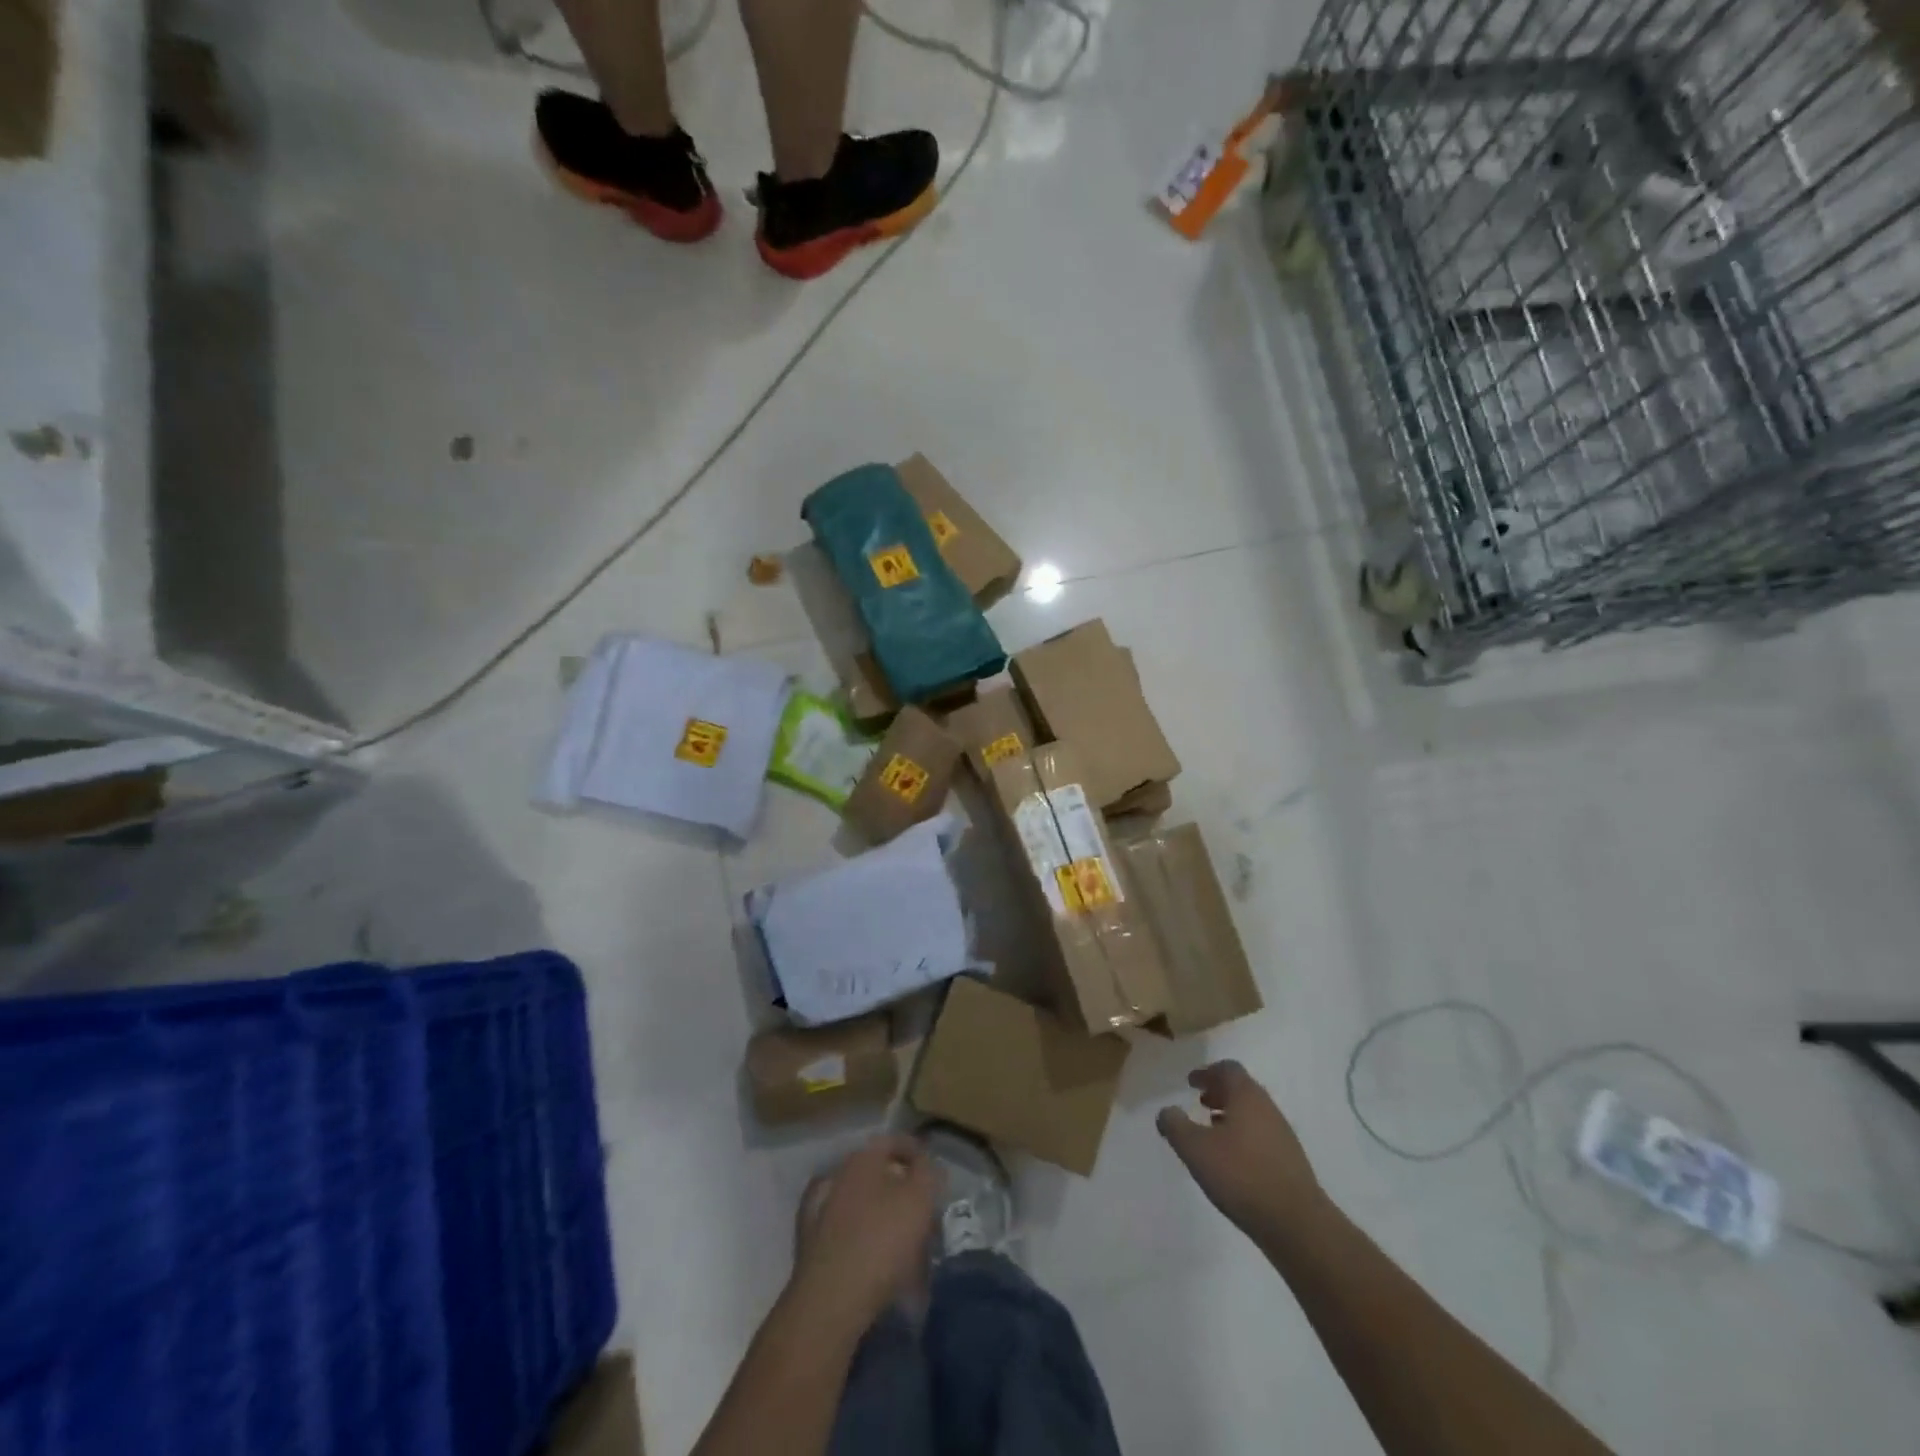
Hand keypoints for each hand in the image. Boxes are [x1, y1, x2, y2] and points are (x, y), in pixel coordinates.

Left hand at [788, 1133, 936, 1334]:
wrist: (830, 1299)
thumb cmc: (881, 1240)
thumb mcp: (919, 1199)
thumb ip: (929, 1173)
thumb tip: (928, 1164)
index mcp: (862, 1158)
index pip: (892, 1141)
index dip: (916, 1151)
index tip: (934, 1171)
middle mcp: (838, 1175)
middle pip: (876, 1172)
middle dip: (900, 1186)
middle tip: (922, 1207)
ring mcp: (820, 1210)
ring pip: (861, 1201)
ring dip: (881, 1212)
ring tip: (905, 1238)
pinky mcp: (812, 1244)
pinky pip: (847, 1231)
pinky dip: (864, 1237)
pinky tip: (878, 1256)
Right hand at [1157, 1061, 1326, 1237]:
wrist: (1296, 1224)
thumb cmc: (1241, 1175)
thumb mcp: (1195, 1149)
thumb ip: (1176, 1126)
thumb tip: (1166, 1111)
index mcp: (1247, 1096)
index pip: (1228, 1069)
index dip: (1207, 1072)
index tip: (1191, 1082)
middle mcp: (1268, 1108)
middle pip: (1242, 1089)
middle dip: (1219, 1093)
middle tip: (1200, 1103)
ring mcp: (1283, 1135)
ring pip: (1252, 1114)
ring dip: (1231, 1116)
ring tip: (1212, 1132)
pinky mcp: (1290, 1162)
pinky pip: (1261, 1136)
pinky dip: (1243, 1136)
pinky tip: (1232, 1160)